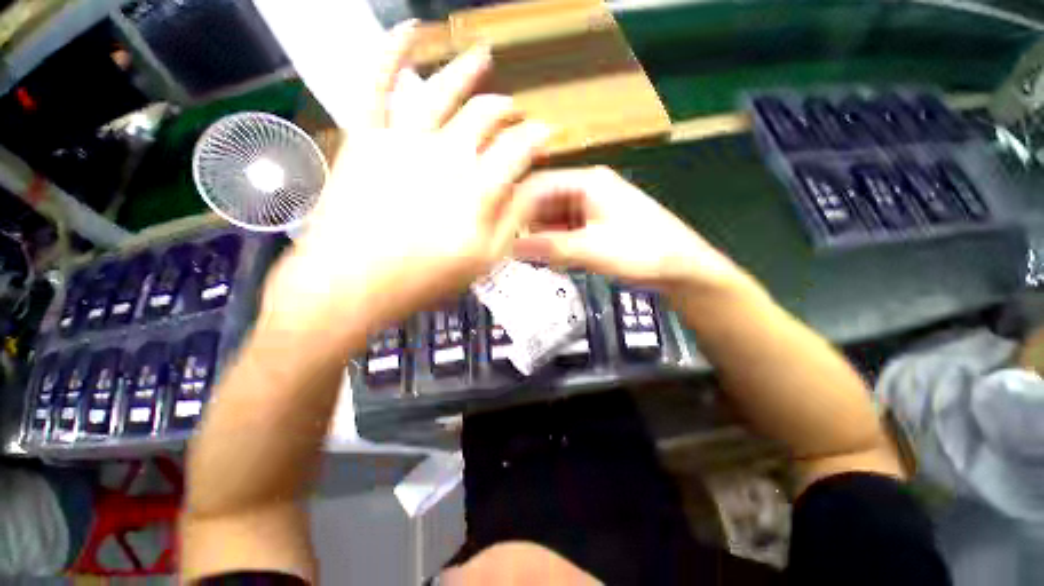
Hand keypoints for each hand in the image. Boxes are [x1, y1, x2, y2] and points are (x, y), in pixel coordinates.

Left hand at [260, 22, 550, 349]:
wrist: (352, 283)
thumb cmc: (424, 278)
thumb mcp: (483, 259)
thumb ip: (513, 219)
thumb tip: (537, 187)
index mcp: (479, 187)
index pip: (519, 148)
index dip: (537, 138)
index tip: (546, 135)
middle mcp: (447, 153)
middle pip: (486, 116)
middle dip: (507, 112)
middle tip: (516, 114)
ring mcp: (404, 139)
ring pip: (443, 90)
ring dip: (466, 71)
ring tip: (483, 58)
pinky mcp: (366, 136)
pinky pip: (377, 82)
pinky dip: (391, 49)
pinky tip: (409, 29)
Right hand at [512, 167, 744, 293]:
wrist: (682, 267)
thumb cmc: (641, 251)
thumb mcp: (591, 249)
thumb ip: (550, 247)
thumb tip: (510, 248)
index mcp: (588, 182)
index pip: (539, 184)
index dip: (515, 205)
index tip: (494, 227)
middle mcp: (588, 188)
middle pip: (546, 201)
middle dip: (528, 224)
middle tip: (507, 246)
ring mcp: (593, 207)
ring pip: (555, 217)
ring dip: (541, 235)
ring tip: (524, 255)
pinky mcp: (597, 224)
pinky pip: (567, 229)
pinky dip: (556, 242)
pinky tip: (548, 257)